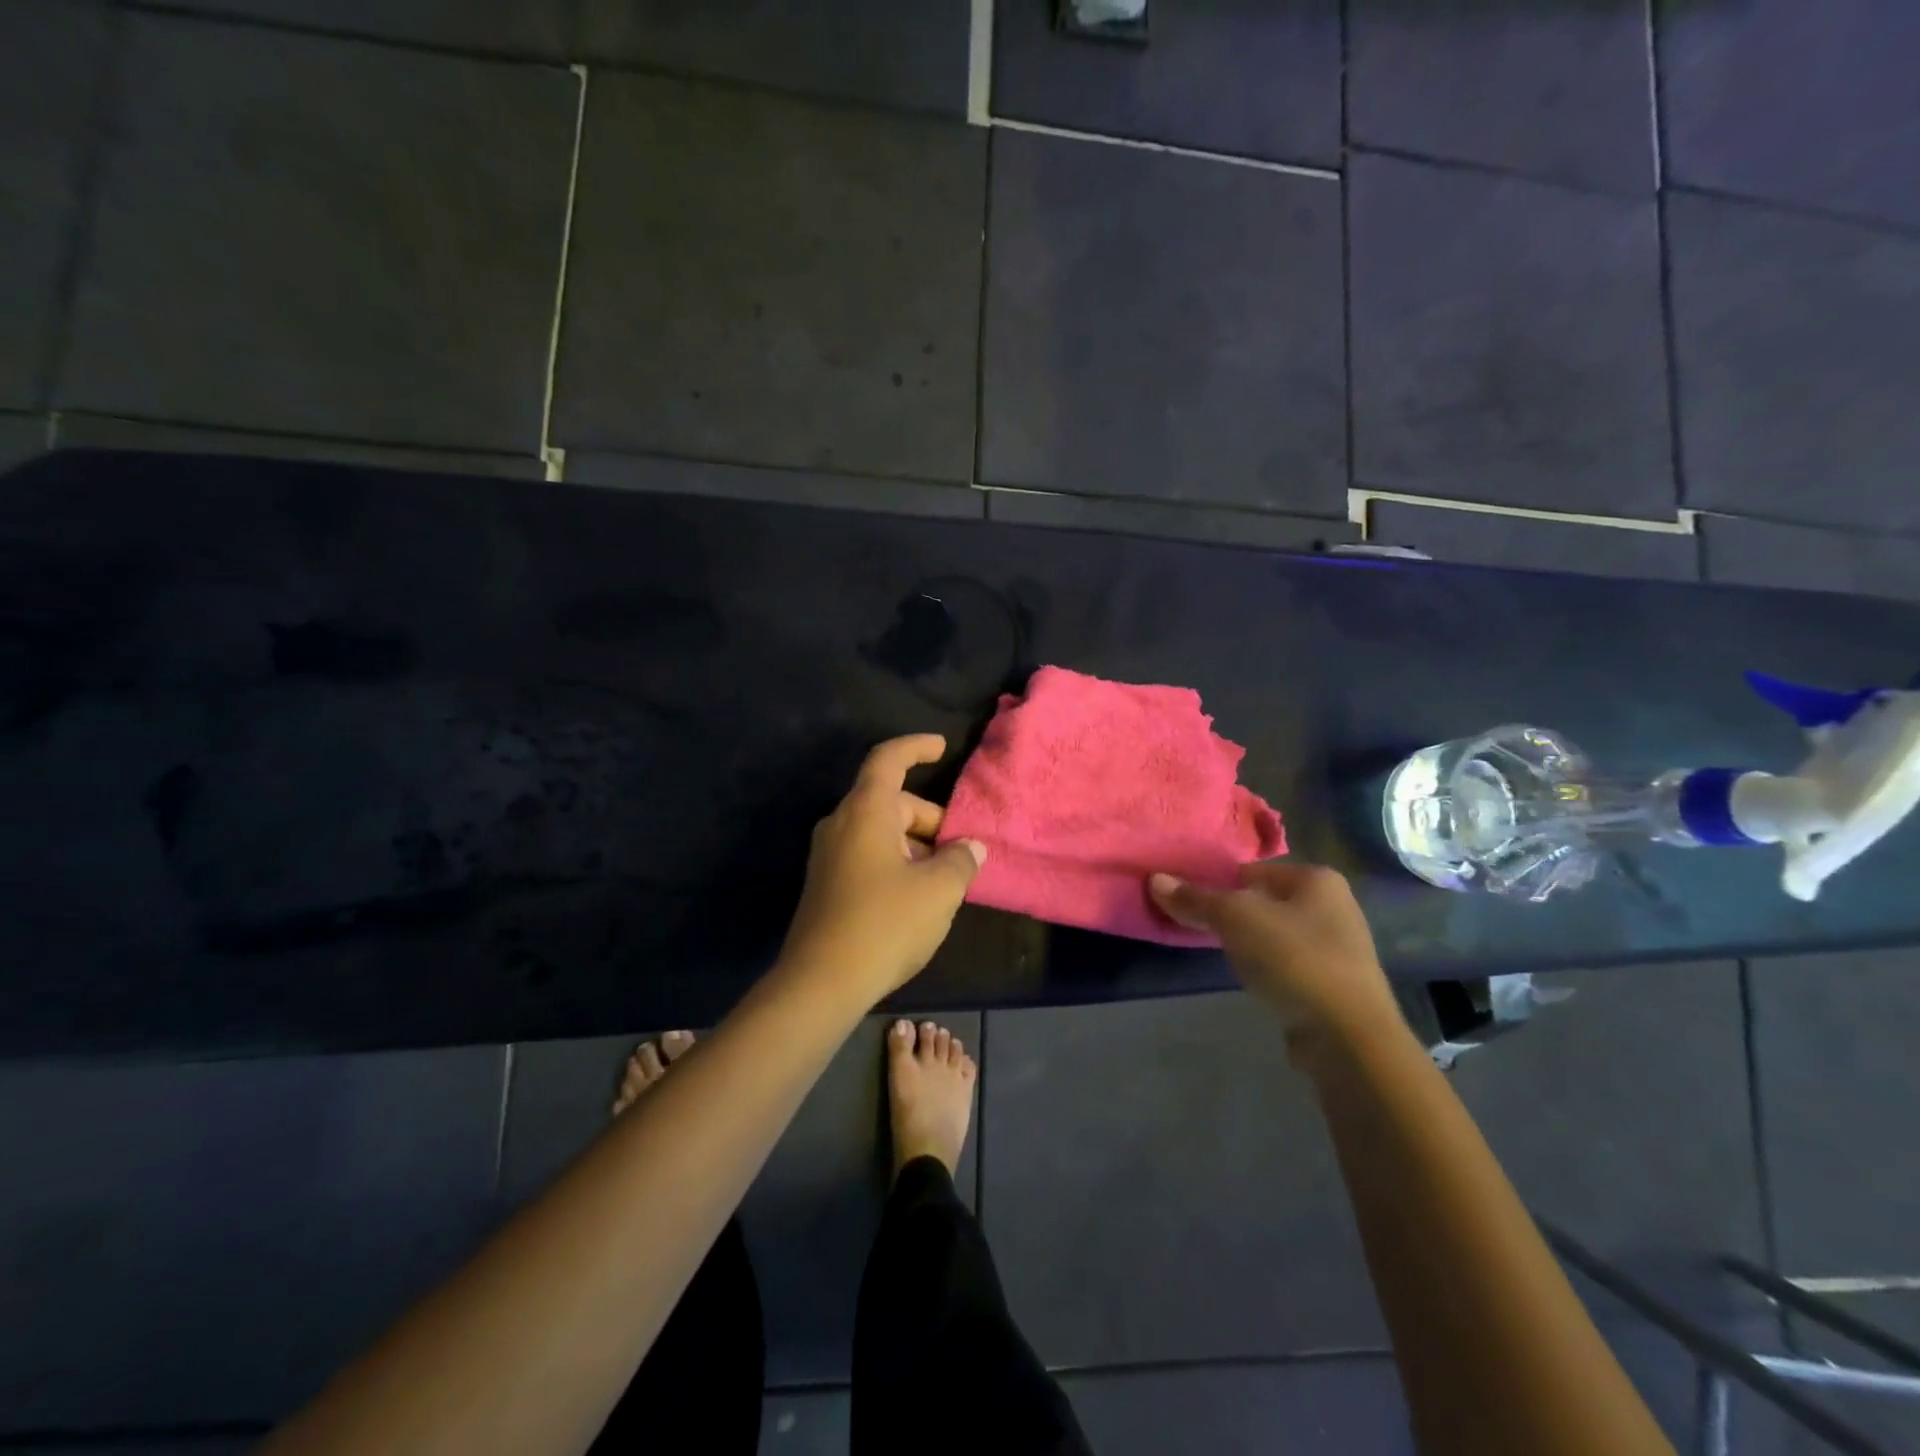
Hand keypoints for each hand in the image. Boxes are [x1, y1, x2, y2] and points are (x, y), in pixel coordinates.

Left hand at [779, 734, 986, 1002]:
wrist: (820, 983)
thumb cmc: (884, 924)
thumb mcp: (938, 891)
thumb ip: (960, 861)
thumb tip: (970, 848)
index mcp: (865, 812)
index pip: (888, 759)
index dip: (916, 747)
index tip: (942, 748)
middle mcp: (841, 824)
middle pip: (892, 802)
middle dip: (931, 820)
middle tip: (961, 852)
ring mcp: (829, 856)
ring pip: (882, 832)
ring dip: (917, 846)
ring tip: (947, 881)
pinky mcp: (826, 884)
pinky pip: (868, 856)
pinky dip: (897, 863)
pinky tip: (918, 898)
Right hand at [1148, 862, 1402, 1059]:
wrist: (1348, 1037)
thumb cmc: (1293, 959)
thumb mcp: (1235, 920)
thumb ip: (1196, 899)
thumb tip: (1155, 879)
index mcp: (1317, 879)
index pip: (1252, 870)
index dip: (1218, 885)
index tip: (1192, 904)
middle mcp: (1335, 906)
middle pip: (1265, 901)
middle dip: (1234, 915)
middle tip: (1202, 930)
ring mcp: (1339, 948)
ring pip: (1276, 935)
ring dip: (1251, 944)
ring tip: (1225, 958)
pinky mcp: (1336, 985)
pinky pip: (1289, 965)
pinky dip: (1269, 970)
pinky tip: (1254, 983)